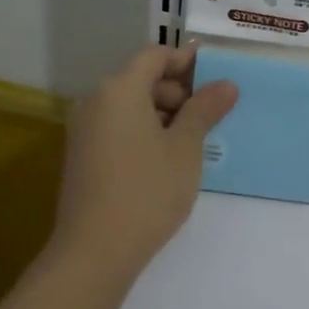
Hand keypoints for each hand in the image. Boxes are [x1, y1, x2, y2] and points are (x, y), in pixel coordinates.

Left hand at [47, 45, 237, 286]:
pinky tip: (168, 158)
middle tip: (212, 114)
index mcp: (119, 90)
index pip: (155, 56)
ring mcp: (84, 130)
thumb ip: (205, 109)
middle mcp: (95, 102)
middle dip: (179, 90)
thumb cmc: (147, 191)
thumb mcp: (185, 148)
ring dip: (164, 113)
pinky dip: (145, 131)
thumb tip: (226, 84)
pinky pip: (118, 127)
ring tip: (195, 140)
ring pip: (131, 105)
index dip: (187, 60)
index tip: (217, 76)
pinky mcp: (82, 156)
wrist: (94, 253)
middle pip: (142, 79)